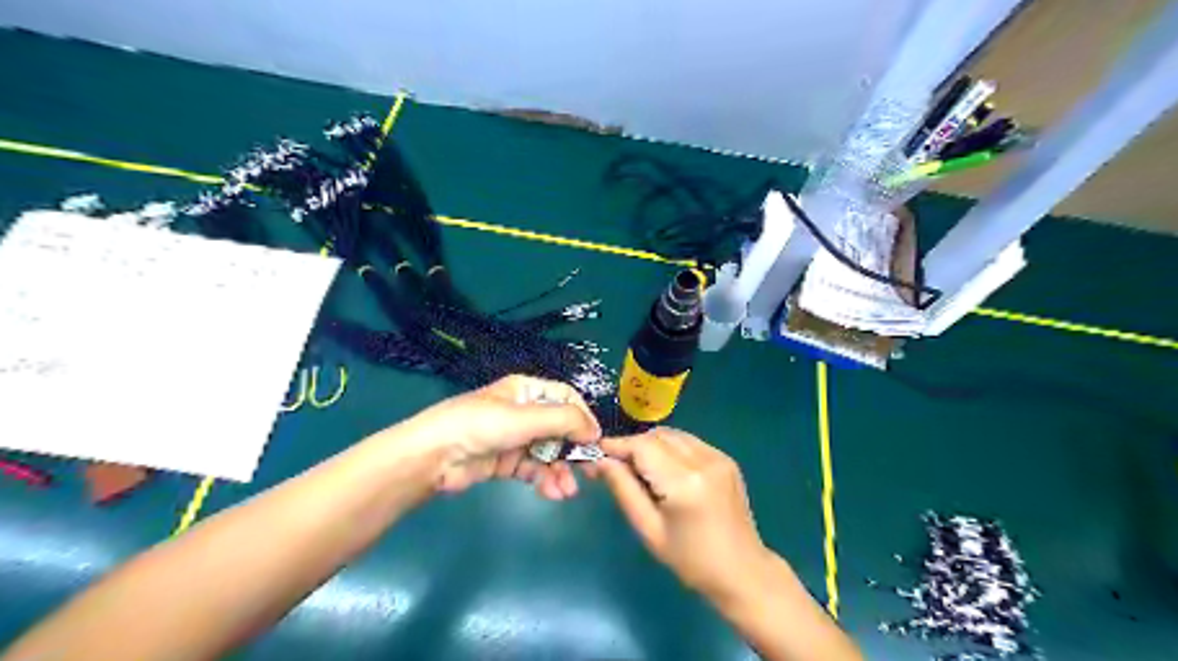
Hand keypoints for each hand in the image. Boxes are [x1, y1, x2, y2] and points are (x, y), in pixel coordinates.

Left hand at [408, 375, 606, 497]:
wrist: (433, 456)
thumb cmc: (481, 425)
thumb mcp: (525, 417)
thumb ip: (564, 421)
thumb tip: (595, 433)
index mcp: (526, 390)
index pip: (565, 398)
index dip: (582, 417)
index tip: (595, 440)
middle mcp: (523, 412)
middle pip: (559, 429)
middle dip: (573, 450)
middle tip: (589, 472)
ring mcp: (513, 438)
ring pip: (547, 453)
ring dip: (560, 471)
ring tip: (567, 491)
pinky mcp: (505, 462)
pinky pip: (533, 469)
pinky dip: (544, 480)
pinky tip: (552, 493)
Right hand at [593, 425, 769, 601]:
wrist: (743, 571)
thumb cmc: (691, 560)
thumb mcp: (649, 530)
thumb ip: (623, 489)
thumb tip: (600, 460)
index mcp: (684, 483)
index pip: (642, 447)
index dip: (617, 445)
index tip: (595, 452)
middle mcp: (703, 460)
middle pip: (657, 435)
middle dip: (632, 445)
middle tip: (615, 465)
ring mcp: (718, 456)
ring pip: (672, 434)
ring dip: (651, 444)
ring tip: (639, 468)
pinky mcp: (725, 458)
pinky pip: (689, 441)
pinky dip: (670, 448)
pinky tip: (665, 470)